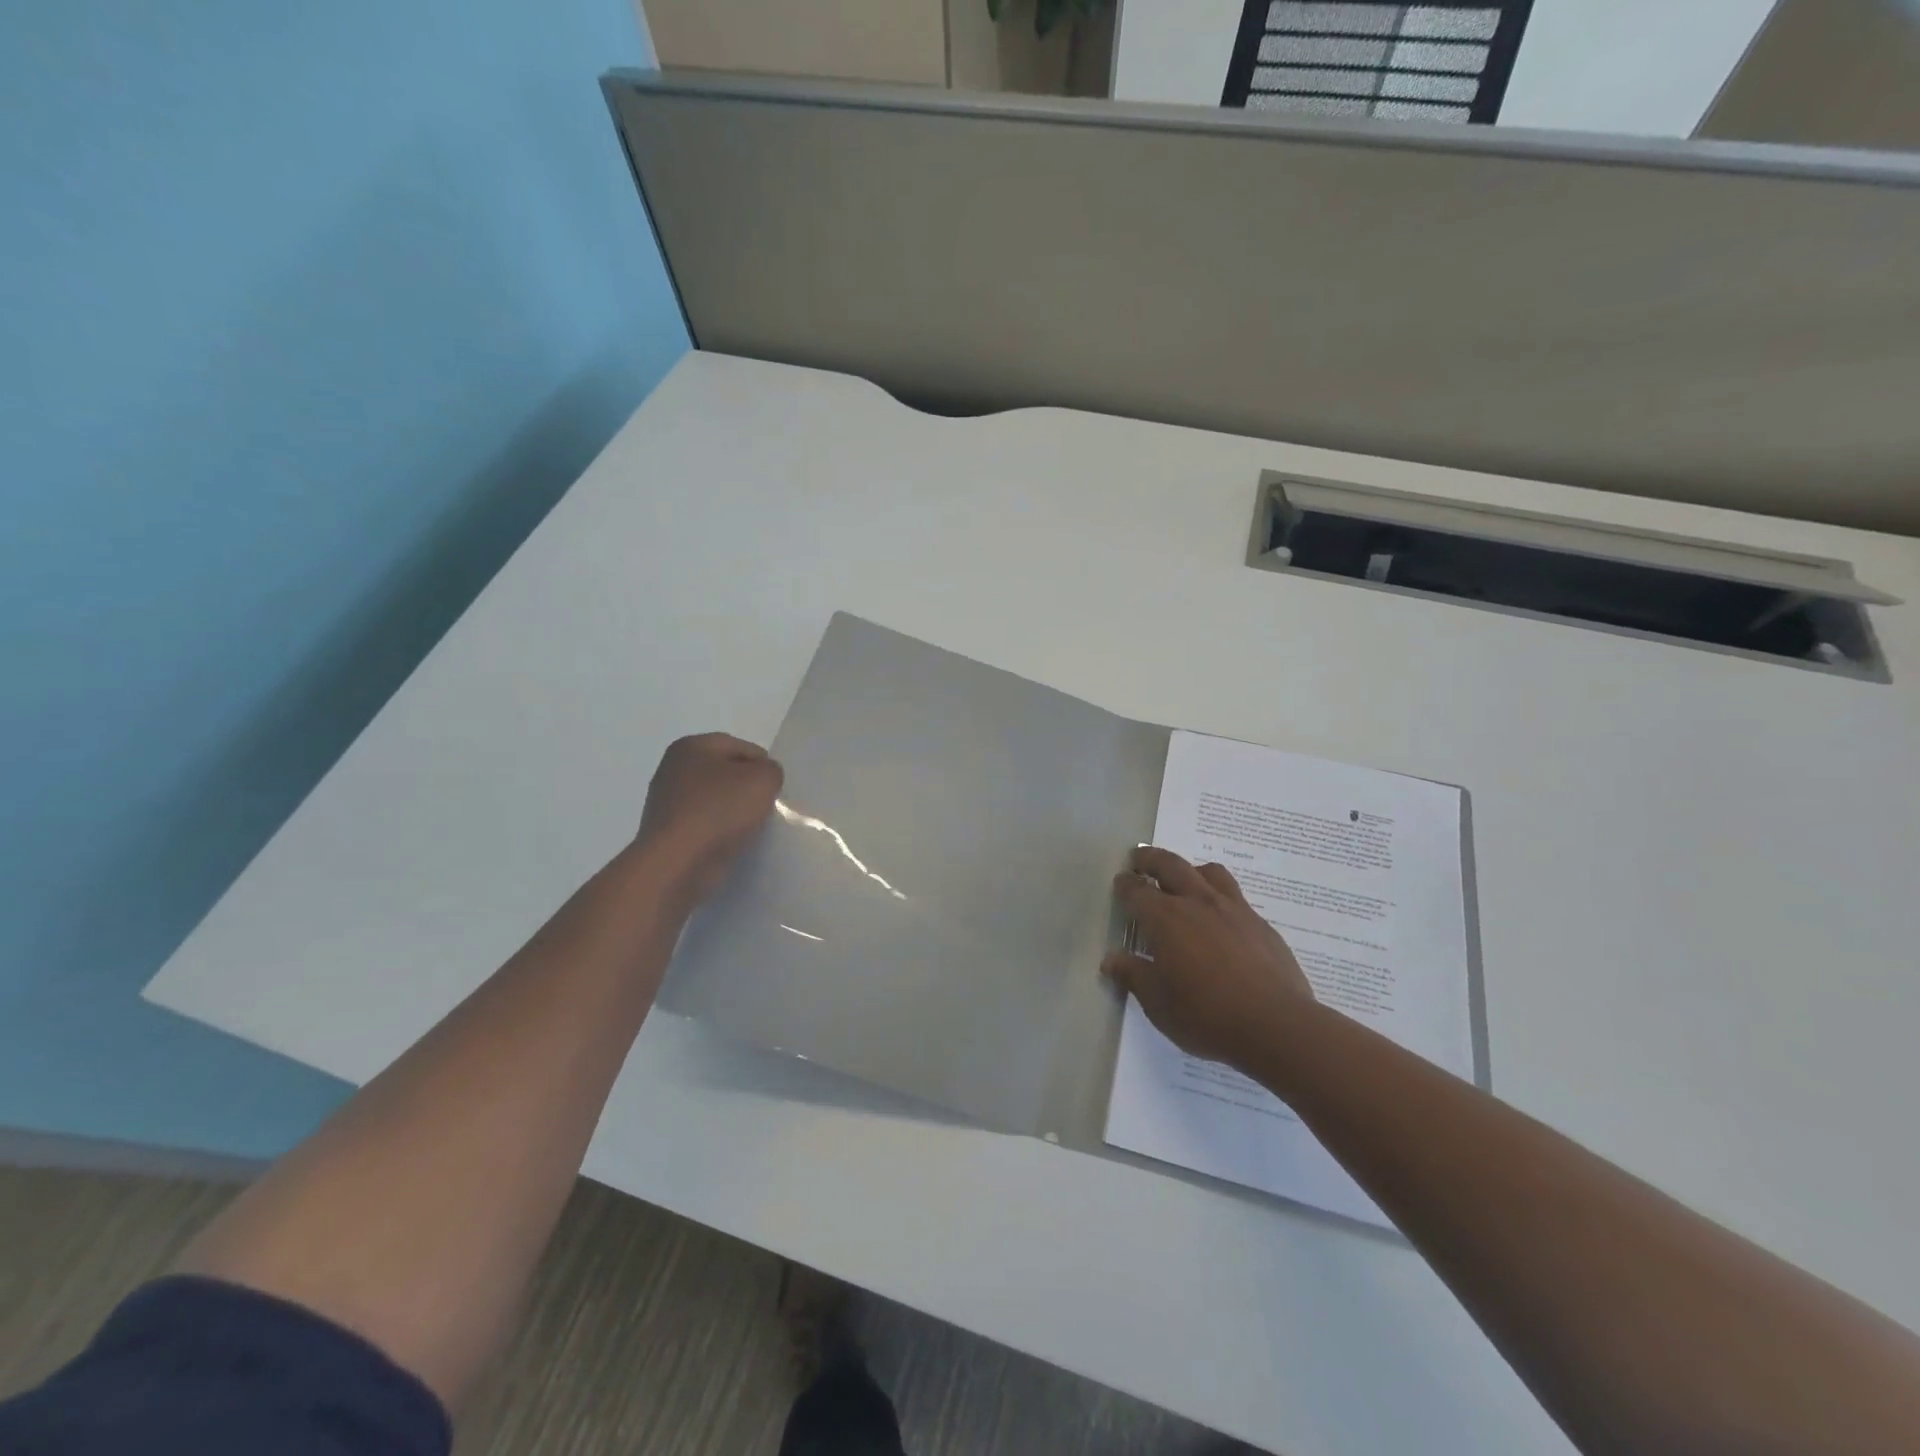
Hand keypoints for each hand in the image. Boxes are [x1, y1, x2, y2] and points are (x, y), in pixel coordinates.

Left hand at [634, 733, 783, 905]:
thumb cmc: (719, 811)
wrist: (677, 864)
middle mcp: (673, 769)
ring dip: (733, 812)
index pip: (741, 748)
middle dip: (746, 788)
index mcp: (691, 746)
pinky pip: (703, 824)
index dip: (764, 766)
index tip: (775, 790)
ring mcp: (666, 802)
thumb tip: (762, 778)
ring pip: (714, 800)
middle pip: (725, 773)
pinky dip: (718, 832)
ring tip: (749, 829)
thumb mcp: (763, 780)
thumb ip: (771, 771)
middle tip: (765, 808)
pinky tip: (729, 843)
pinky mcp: (667, 832)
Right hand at [1104, 846, 1316, 1070]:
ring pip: (1209, 873)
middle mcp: (1198, 902)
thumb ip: (1132, 975)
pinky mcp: (1261, 925)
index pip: (1137, 890)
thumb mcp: (1157, 1002)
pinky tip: (1222, 922)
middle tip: (1141, 860)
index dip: (1125, 885)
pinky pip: (1236, 898)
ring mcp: (1234, 910)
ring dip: (1190, 870)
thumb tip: (1112, 959)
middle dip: (1151, 859)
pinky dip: (1220, 899)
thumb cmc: (1205, 1014)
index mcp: (1166, 918)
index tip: (1120, 882)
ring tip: (1185, 881)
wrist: (1276, 1025)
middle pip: (1170, 865)